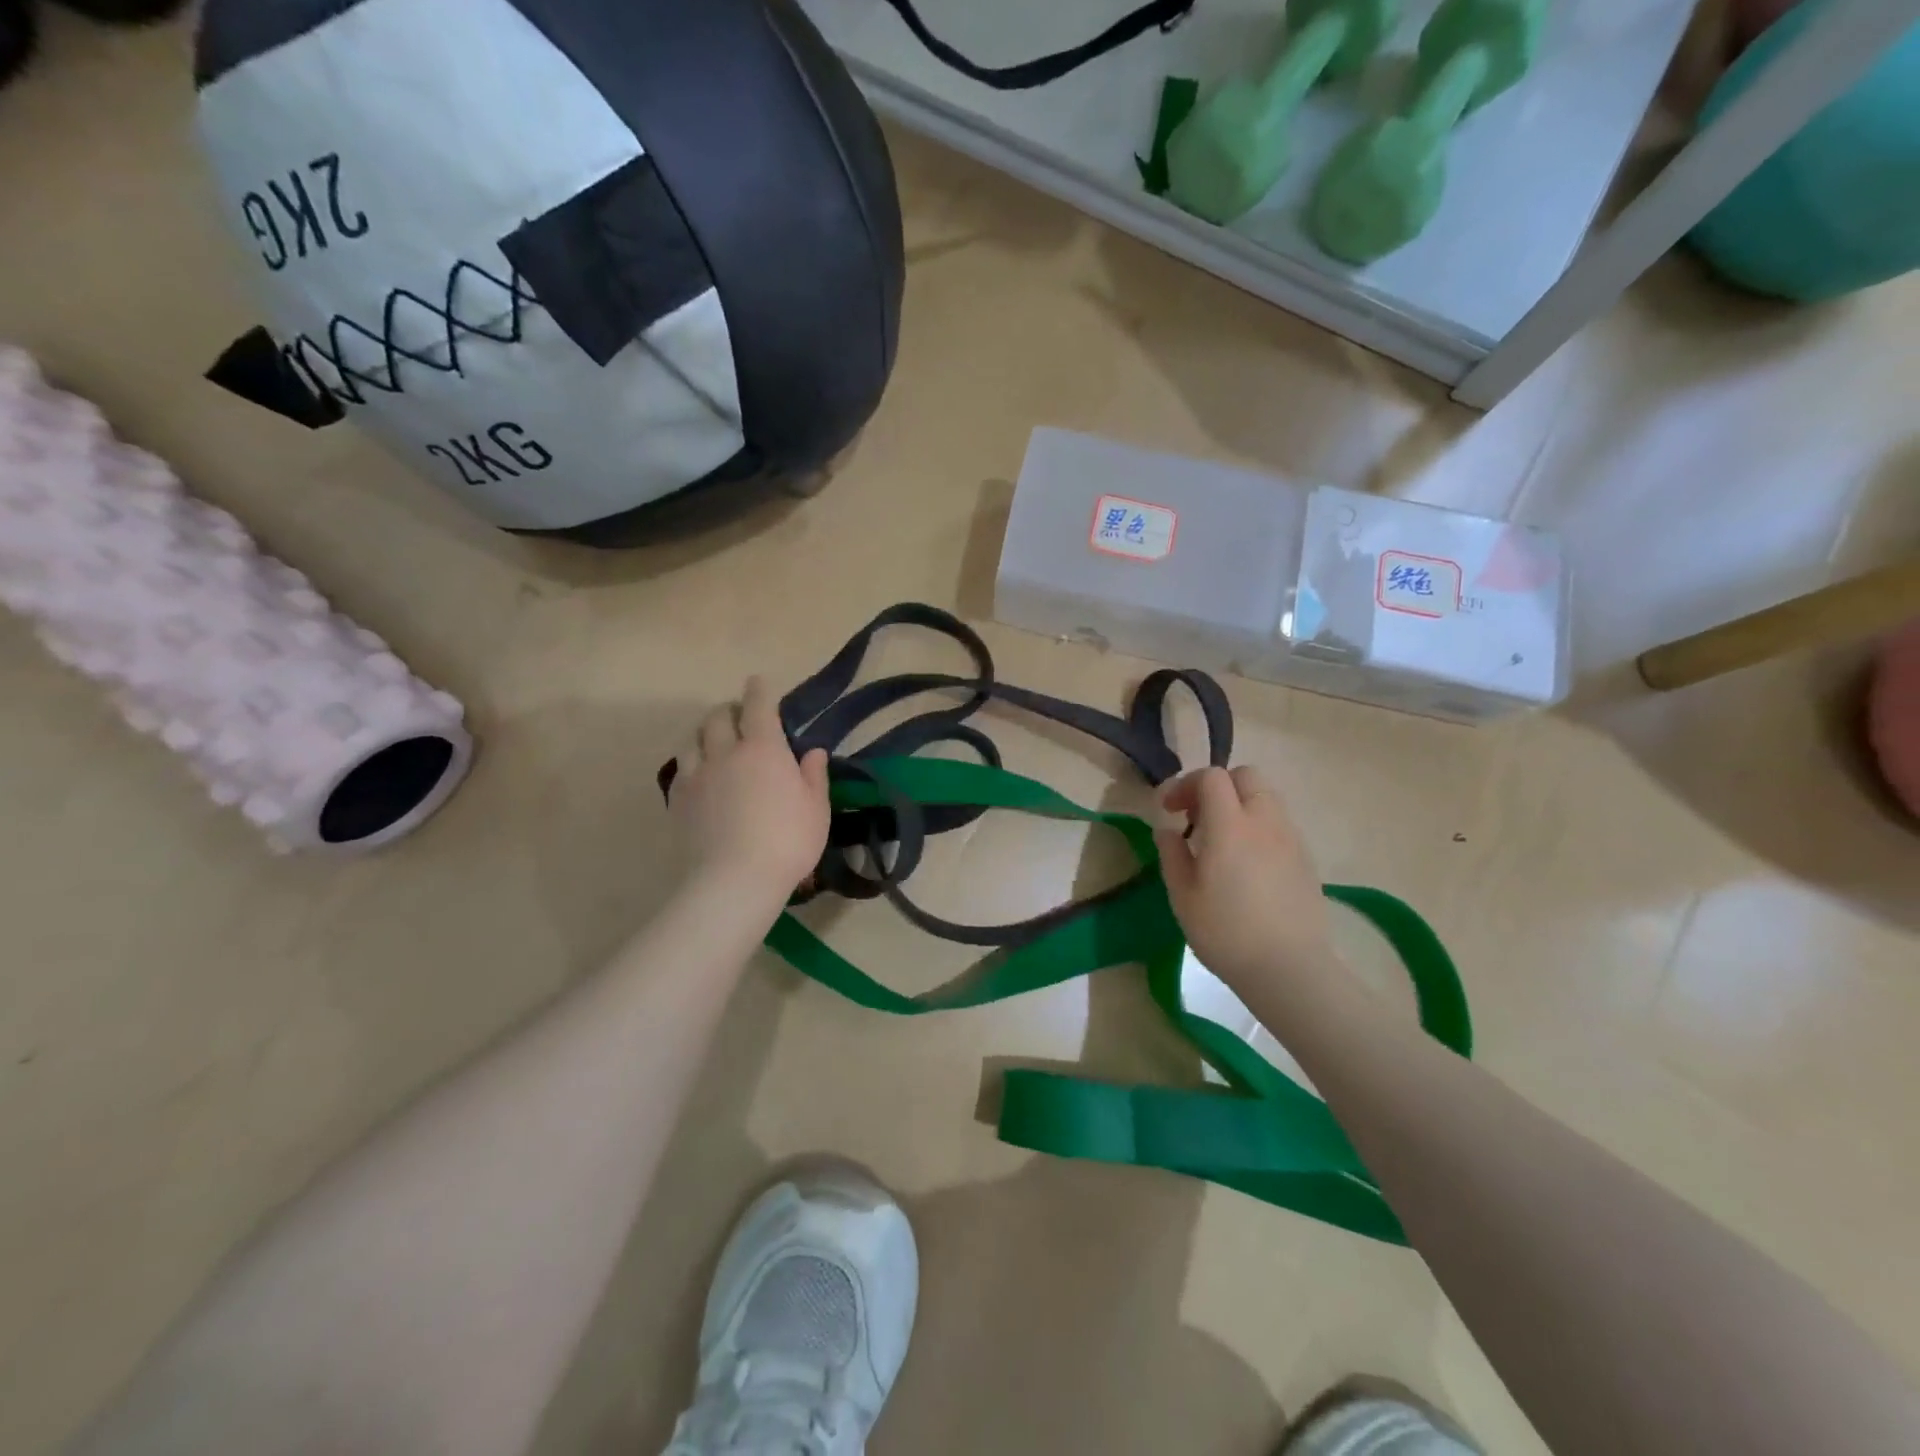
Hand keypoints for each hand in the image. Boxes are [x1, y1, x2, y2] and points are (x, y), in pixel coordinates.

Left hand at [670, 677, 829, 895]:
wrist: (734, 880)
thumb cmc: (788, 841)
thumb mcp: (816, 809)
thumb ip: (813, 775)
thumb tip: (813, 751)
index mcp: (764, 748)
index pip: (758, 705)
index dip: (759, 690)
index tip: (759, 683)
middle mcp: (726, 752)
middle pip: (719, 717)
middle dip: (730, 710)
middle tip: (740, 718)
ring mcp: (696, 775)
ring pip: (693, 739)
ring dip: (706, 733)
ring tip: (715, 742)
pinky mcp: (677, 799)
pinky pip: (681, 767)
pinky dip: (692, 761)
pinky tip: (699, 775)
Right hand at [1154, 766, 1334, 991]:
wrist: (1289, 969)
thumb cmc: (1226, 932)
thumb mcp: (1183, 895)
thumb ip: (1172, 853)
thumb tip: (1168, 829)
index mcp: (1230, 825)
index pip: (1212, 777)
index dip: (1186, 784)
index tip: (1169, 810)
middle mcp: (1265, 821)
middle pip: (1245, 776)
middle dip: (1217, 786)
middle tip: (1197, 817)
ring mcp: (1291, 838)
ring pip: (1266, 797)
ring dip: (1240, 805)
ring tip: (1222, 840)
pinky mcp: (1306, 858)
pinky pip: (1279, 824)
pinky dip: (1259, 826)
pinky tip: (1247, 862)